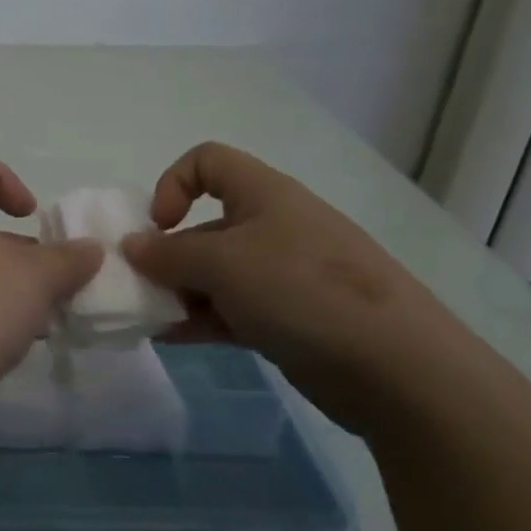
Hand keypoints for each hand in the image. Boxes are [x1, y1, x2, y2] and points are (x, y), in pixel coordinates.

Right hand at [122, 142, 448, 433]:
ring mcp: (284, 275)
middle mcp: (273, 227)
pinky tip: (170, 338)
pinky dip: (200, 320)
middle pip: (206, 225)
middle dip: (167, 254)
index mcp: (264, 195)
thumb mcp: (223, 263)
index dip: (173, 183)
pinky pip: (232, 309)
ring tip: (150, 319)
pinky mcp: (289, 319)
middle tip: (141, 288)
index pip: (208, 161)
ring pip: (216, 273)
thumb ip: (168, 254)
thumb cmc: (302, 290)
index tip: (159, 226)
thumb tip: (131, 247)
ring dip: (178, 292)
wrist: (398, 369)